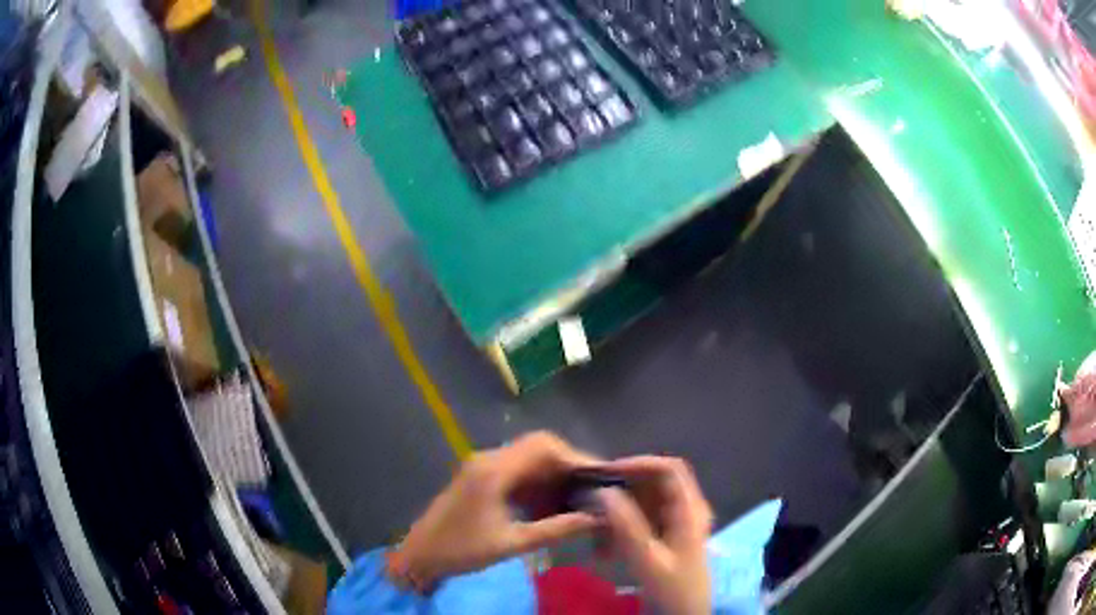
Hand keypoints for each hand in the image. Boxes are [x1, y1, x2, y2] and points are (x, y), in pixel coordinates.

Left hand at [395, 432, 600, 585]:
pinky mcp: (482, 477)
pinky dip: (539, 482)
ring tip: (579, 497)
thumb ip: (556, 528)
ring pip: (529, 458)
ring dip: (555, 473)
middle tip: (594, 487)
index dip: (576, 458)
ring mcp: (483, 466)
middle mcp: (489, 459)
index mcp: (493, 471)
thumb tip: (596, 518)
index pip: (544, 448)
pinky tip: (552, 503)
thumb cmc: (461, 550)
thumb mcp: (512, 543)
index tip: (602, 476)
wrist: (419, 555)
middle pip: (538, 447)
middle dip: (569, 464)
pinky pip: (518, 470)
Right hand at [597, 456, 712, 614]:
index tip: (606, 473)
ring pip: (646, 499)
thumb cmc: (672, 589)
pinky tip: (603, 543)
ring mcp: (678, 522)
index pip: (669, 469)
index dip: (639, 463)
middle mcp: (687, 509)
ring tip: (594, 522)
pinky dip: (622, 524)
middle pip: (656, 481)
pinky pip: (641, 518)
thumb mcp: (648, 560)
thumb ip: (627, 526)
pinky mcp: (666, 535)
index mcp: (691, 509)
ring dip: (620, 507)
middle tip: (594, 494)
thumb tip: (603, 491)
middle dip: (624, 486)